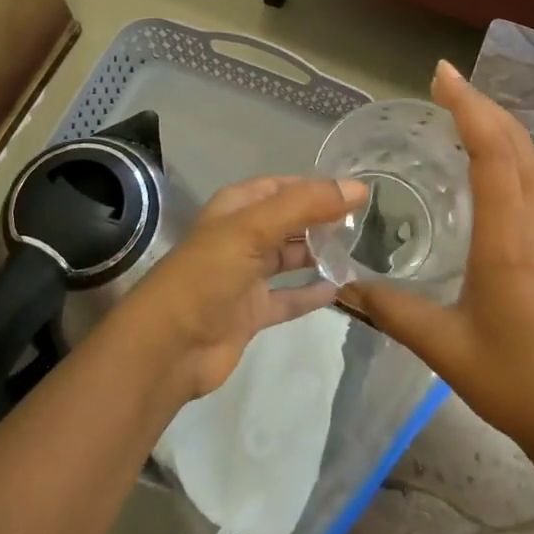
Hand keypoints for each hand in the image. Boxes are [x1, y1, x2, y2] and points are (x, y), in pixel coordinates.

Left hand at [124, 175, 367, 402]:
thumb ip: (305, 206)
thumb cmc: (207, 275)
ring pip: (290, 258)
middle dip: (321, 220)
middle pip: (288, 221)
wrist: (169, 347)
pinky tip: (340, 290)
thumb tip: (358, 188)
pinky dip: (311, 294)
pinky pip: (289, 298)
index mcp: (235, 209)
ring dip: (318, 254)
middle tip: (364, 223)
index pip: (281, 187)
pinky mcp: (252, 312)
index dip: (314, 186)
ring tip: (358, 251)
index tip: (355, 191)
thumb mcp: (254, 229)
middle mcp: (241, 237)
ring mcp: (246, 277)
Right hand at [338, 61, 533, 460]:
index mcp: (509, 241)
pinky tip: (490, 165)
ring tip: (464, 111)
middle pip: (518, 146)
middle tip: (445, 83)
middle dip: (483, 106)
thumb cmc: (514, 381)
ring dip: (501, 127)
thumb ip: (392, 310)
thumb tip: (346, 285)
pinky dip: (512, 155)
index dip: (469, 109)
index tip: (442, 76)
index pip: (493, 155)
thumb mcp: (443, 347)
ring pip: (533, 162)